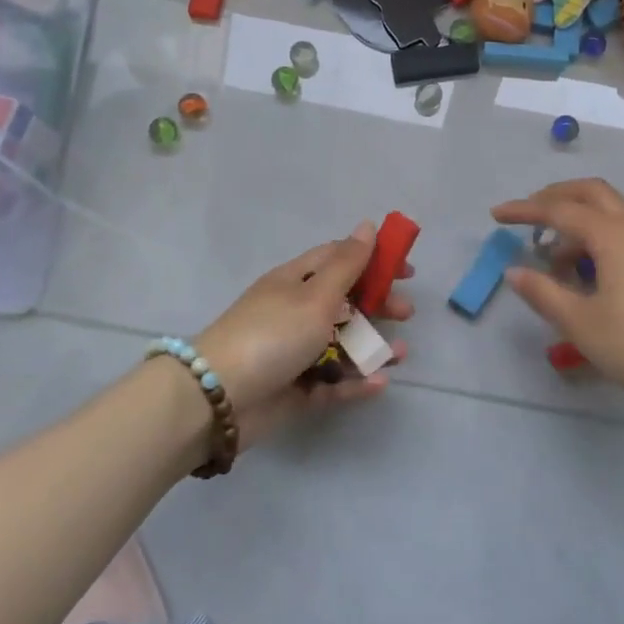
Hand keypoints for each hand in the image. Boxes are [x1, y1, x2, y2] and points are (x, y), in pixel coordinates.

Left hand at [192, 221, 411, 443]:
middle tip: (406, 313)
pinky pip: (333, 383)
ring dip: (373, 347)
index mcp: (296, 281)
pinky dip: (356, 382)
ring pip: (343, 345)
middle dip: (379, 305)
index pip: (339, 258)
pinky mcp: (295, 390)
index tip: (405, 270)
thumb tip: (367, 224)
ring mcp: (295, 352)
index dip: (373, 259)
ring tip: (401, 355)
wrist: (217, 399)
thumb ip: (347, 264)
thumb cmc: (272, 335)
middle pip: (346, 302)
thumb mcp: (315, 295)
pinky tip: (380, 383)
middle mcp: (295, 312)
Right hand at [492, 179, 623, 413]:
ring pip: (609, 213)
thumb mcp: (581, 324)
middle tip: (527, 218)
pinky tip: (588, 274)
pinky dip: (597, 239)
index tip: (496, 215)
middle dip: (555, 198)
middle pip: (590, 193)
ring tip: (553, 260)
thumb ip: (543, 293)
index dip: (524, 210)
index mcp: (611, 235)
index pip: (559, 209)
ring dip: (577, 222)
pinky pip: (623, 234)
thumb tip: (513, 271)